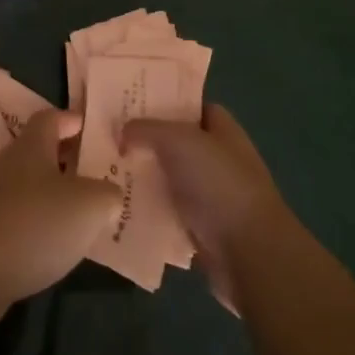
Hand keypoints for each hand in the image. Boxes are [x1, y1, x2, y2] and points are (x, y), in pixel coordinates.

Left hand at [0, 110, 118, 325]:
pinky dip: (40, 225)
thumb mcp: (89, 206)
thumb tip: (109, 196)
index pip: (52, 118)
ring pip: (31, 187)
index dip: (72, 120)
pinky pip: (20, 218)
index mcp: (32, 145)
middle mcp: (9, 164)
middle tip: (97, 175)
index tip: (93, 129)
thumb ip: (107, 195)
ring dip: (55, 197)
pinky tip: (57, 246)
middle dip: (68, 161)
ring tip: (84, 215)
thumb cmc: (35, 223)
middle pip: (41, 152)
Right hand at [121, 104, 287, 312]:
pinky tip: (120, 204)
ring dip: (144, 177)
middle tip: (109, 136)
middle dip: (146, 140)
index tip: (130, 102)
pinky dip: (148, 210)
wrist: (249, 253)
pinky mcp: (201, 228)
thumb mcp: (178, 141)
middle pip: (175, 142)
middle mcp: (218, 158)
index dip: (163, 101)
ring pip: (169, 178)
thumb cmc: (219, 184)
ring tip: (105, 169)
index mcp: (222, 129)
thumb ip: (146, 129)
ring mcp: (211, 195)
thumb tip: (122, 131)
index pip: (190, 105)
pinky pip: (168, 212)